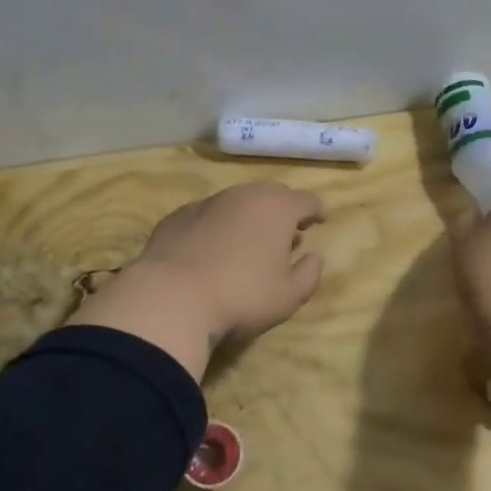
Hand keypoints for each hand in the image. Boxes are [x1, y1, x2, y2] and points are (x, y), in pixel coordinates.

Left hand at [71, 182, 325, 379]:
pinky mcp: (177, 216)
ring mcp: (207, 202)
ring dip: (248, 216)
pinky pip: (208, 215)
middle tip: (286, 231)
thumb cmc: (241, 296)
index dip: (316, 210)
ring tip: (249, 241)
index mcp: (277, 208)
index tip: (319, 220)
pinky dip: (217, 226)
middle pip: (271, 193)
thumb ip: (309, 274)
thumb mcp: (288, 296)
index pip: (306, 200)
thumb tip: (314, 257)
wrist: (171, 297)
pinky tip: (212, 249)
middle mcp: (243, 195)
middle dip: (283, 209)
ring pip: (237, 201)